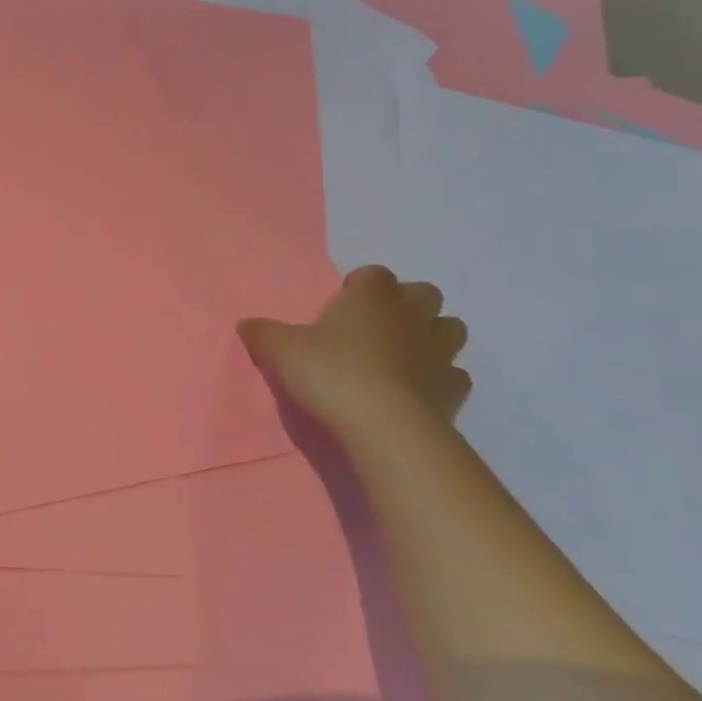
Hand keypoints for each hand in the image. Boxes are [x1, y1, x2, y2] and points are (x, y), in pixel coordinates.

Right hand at [239, 265, 470, 441]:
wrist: (383, 426)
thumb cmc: (330, 374)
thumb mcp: (280, 350)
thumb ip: (263, 333)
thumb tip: (246, 324)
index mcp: (370, 299)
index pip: (374, 274)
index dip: (361, 285)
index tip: (344, 302)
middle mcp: (409, 317)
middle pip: (423, 293)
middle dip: (406, 303)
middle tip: (378, 325)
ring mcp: (438, 352)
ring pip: (450, 328)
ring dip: (432, 334)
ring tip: (405, 354)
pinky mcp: (453, 389)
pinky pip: (455, 374)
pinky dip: (441, 378)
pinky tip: (420, 391)